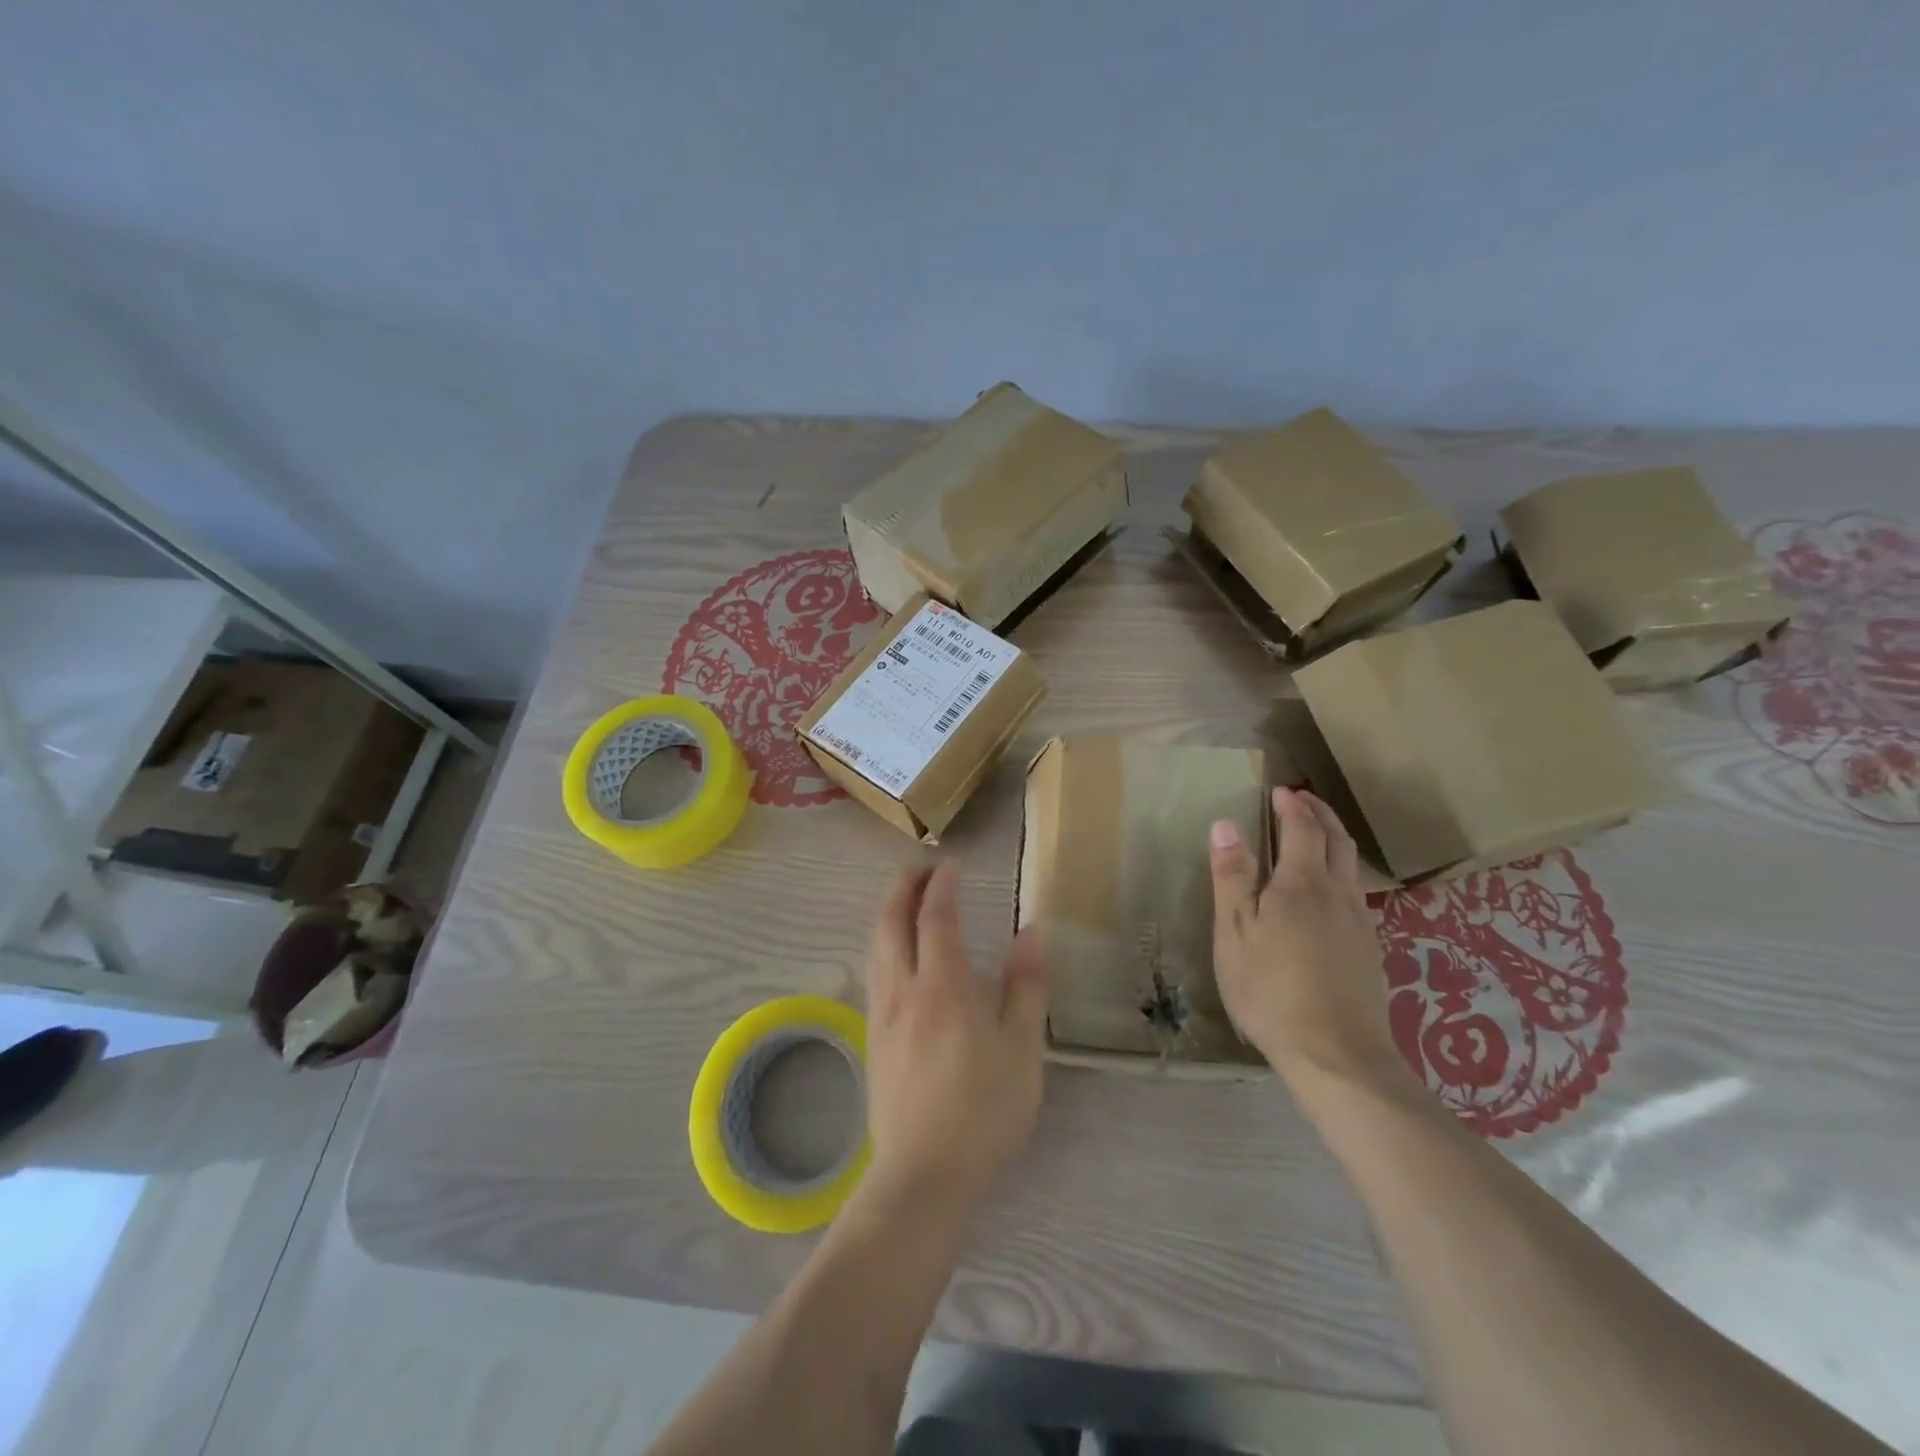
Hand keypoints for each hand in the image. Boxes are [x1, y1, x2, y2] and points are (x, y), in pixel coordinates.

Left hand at [861, 861, 1049, 1215]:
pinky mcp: (873, 1039)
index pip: (936, 916)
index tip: (951, 864)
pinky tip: (894, 955)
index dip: (942, 885)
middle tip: (919, 868)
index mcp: (944, 987)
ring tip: (903, 900)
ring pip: (875, 947)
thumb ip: (1026, 986)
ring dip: (887, 913)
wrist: (924, 1176)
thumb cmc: (984, 1112)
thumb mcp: (1023, 1050)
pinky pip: (873, 972)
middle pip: (891, 922)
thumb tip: (1030, 932)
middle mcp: (904, 990)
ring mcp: (882, 1015)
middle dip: (902, 887)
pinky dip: (882, 944)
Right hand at [1209, 787, 1415, 1095]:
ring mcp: (1360, 925)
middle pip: (1337, 842)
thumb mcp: (1234, 932)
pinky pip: (1358, 896)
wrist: (1336, 1054)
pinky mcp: (1370, 952)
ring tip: (1319, 836)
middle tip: (1304, 801)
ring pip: (1352, 869)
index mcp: (1302, 884)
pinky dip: (1343, 875)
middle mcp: (1338, 895)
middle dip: (1321, 815)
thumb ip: (1233, 877)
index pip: (1303, 829)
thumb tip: (1226, 825)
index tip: (1282, 791)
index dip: (1294, 806)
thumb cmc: (1270, 988)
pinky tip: (1331, 895)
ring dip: (1336, 841)